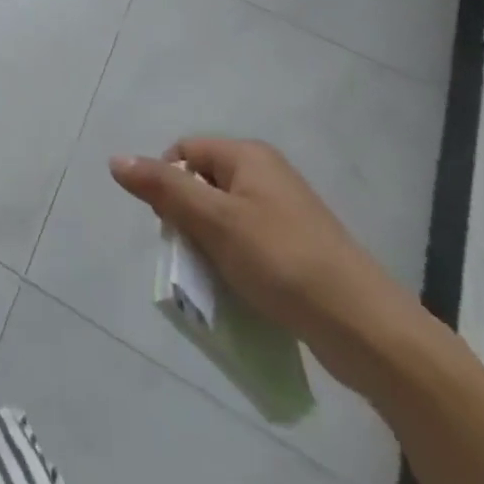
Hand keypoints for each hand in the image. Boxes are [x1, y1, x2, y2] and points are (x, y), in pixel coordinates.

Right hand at [110, 139, 425, 396]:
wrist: (368, 330)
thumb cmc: (283, 262)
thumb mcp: (215, 222)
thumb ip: (163, 189)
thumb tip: (116, 159)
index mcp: (248, 156)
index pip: (184, 152)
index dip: (169, 184)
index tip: (175, 225)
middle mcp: (267, 174)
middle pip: (203, 183)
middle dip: (189, 218)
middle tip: (196, 253)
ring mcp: (286, 212)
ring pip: (225, 217)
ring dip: (211, 245)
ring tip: (219, 277)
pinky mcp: (299, 248)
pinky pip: (250, 243)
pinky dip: (237, 262)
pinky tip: (243, 290)